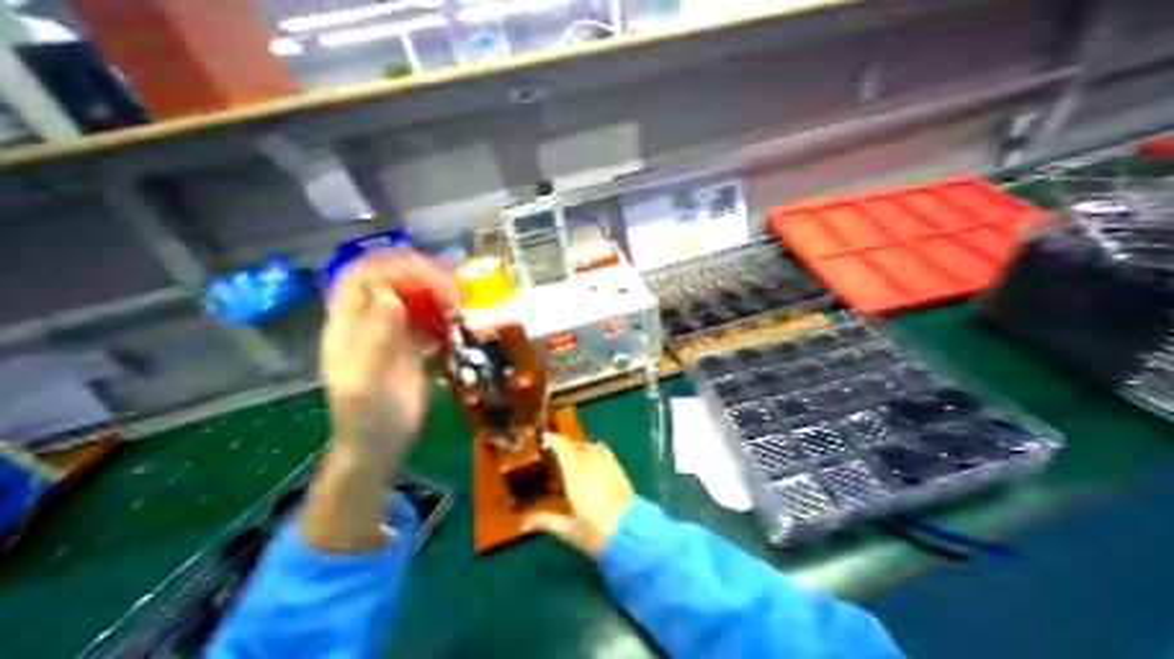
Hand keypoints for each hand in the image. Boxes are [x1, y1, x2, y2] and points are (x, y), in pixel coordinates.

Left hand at [318, 249, 457, 459]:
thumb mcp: (368, 379)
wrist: (381, 442)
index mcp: (347, 325)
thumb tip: (389, 294)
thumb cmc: (370, 415)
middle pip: (390, 280)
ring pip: (410, 296)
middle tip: (451, 292)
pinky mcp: (409, 343)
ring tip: (456, 303)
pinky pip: (424, 317)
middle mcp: (367, 320)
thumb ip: (376, 337)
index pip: (364, 276)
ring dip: (433, 292)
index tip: (429, 273)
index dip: (394, 266)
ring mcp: (389, 331)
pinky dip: (440, 313)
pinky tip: (453, 322)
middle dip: (420, 277)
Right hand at [522, 436, 632, 558]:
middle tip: (555, 451)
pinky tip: (593, 451)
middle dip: (565, 444)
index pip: (564, 449)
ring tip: (573, 454)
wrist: (630, 535)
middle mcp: (590, 466)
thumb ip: (544, 521)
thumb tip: (522, 524)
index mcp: (576, 478)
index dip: (554, 440)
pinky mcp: (618, 469)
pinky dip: (596, 447)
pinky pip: (605, 451)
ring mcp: (606, 466)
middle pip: (576, 446)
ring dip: (579, 446)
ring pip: (590, 446)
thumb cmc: (595, 533)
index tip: (544, 437)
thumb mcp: (567, 530)